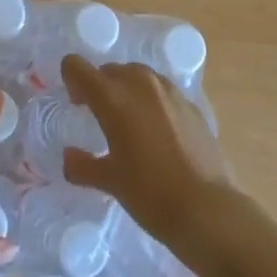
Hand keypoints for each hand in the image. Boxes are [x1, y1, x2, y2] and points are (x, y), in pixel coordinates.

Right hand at [60, 55, 236, 251]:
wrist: (207, 208)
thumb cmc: (150, 194)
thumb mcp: (110, 182)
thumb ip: (82, 166)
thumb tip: (69, 157)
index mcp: (113, 98)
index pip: (78, 67)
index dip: (71, 79)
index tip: (76, 103)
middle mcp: (140, 84)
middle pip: (110, 70)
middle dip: (99, 86)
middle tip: (98, 116)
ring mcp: (169, 91)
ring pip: (138, 76)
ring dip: (127, 90)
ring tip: (129, 122)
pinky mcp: (191, 104)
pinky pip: (162, 91)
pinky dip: (152, 102)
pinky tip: (158, 132)